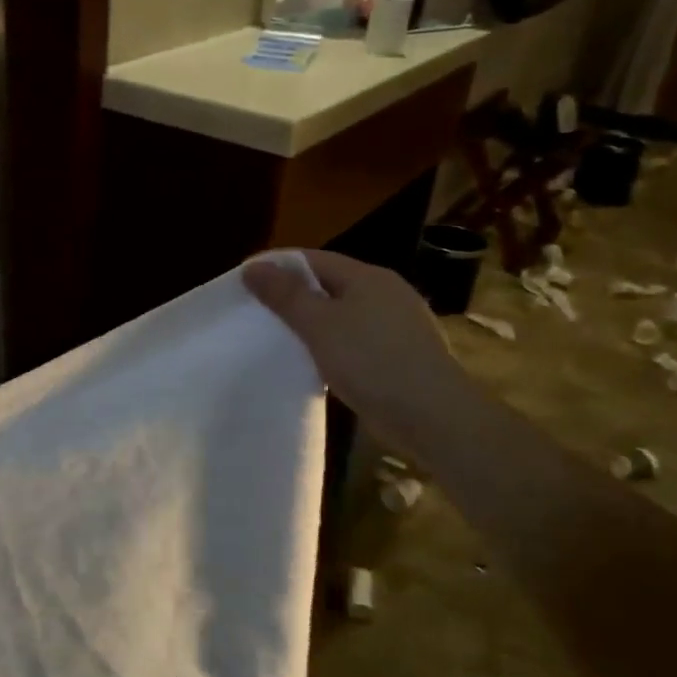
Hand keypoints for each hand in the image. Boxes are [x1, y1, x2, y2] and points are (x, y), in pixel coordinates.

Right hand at [244, 250, 473, 462]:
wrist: (433, 416)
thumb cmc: (372, 361)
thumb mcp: (320, 325)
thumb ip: (286, 295)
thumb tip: (253, 266)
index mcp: (368, 277)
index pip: (313, 259)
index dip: (277, 266)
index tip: (244, 282)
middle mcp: (386, 293)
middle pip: (328, 284)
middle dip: (292, 296)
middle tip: (255, 312)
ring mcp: (397, 325)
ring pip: (342, 315)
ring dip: (312, 324)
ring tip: (277, 339)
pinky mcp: (400, 356)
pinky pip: (355, 341)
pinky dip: (331, 346)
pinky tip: (315, 364)